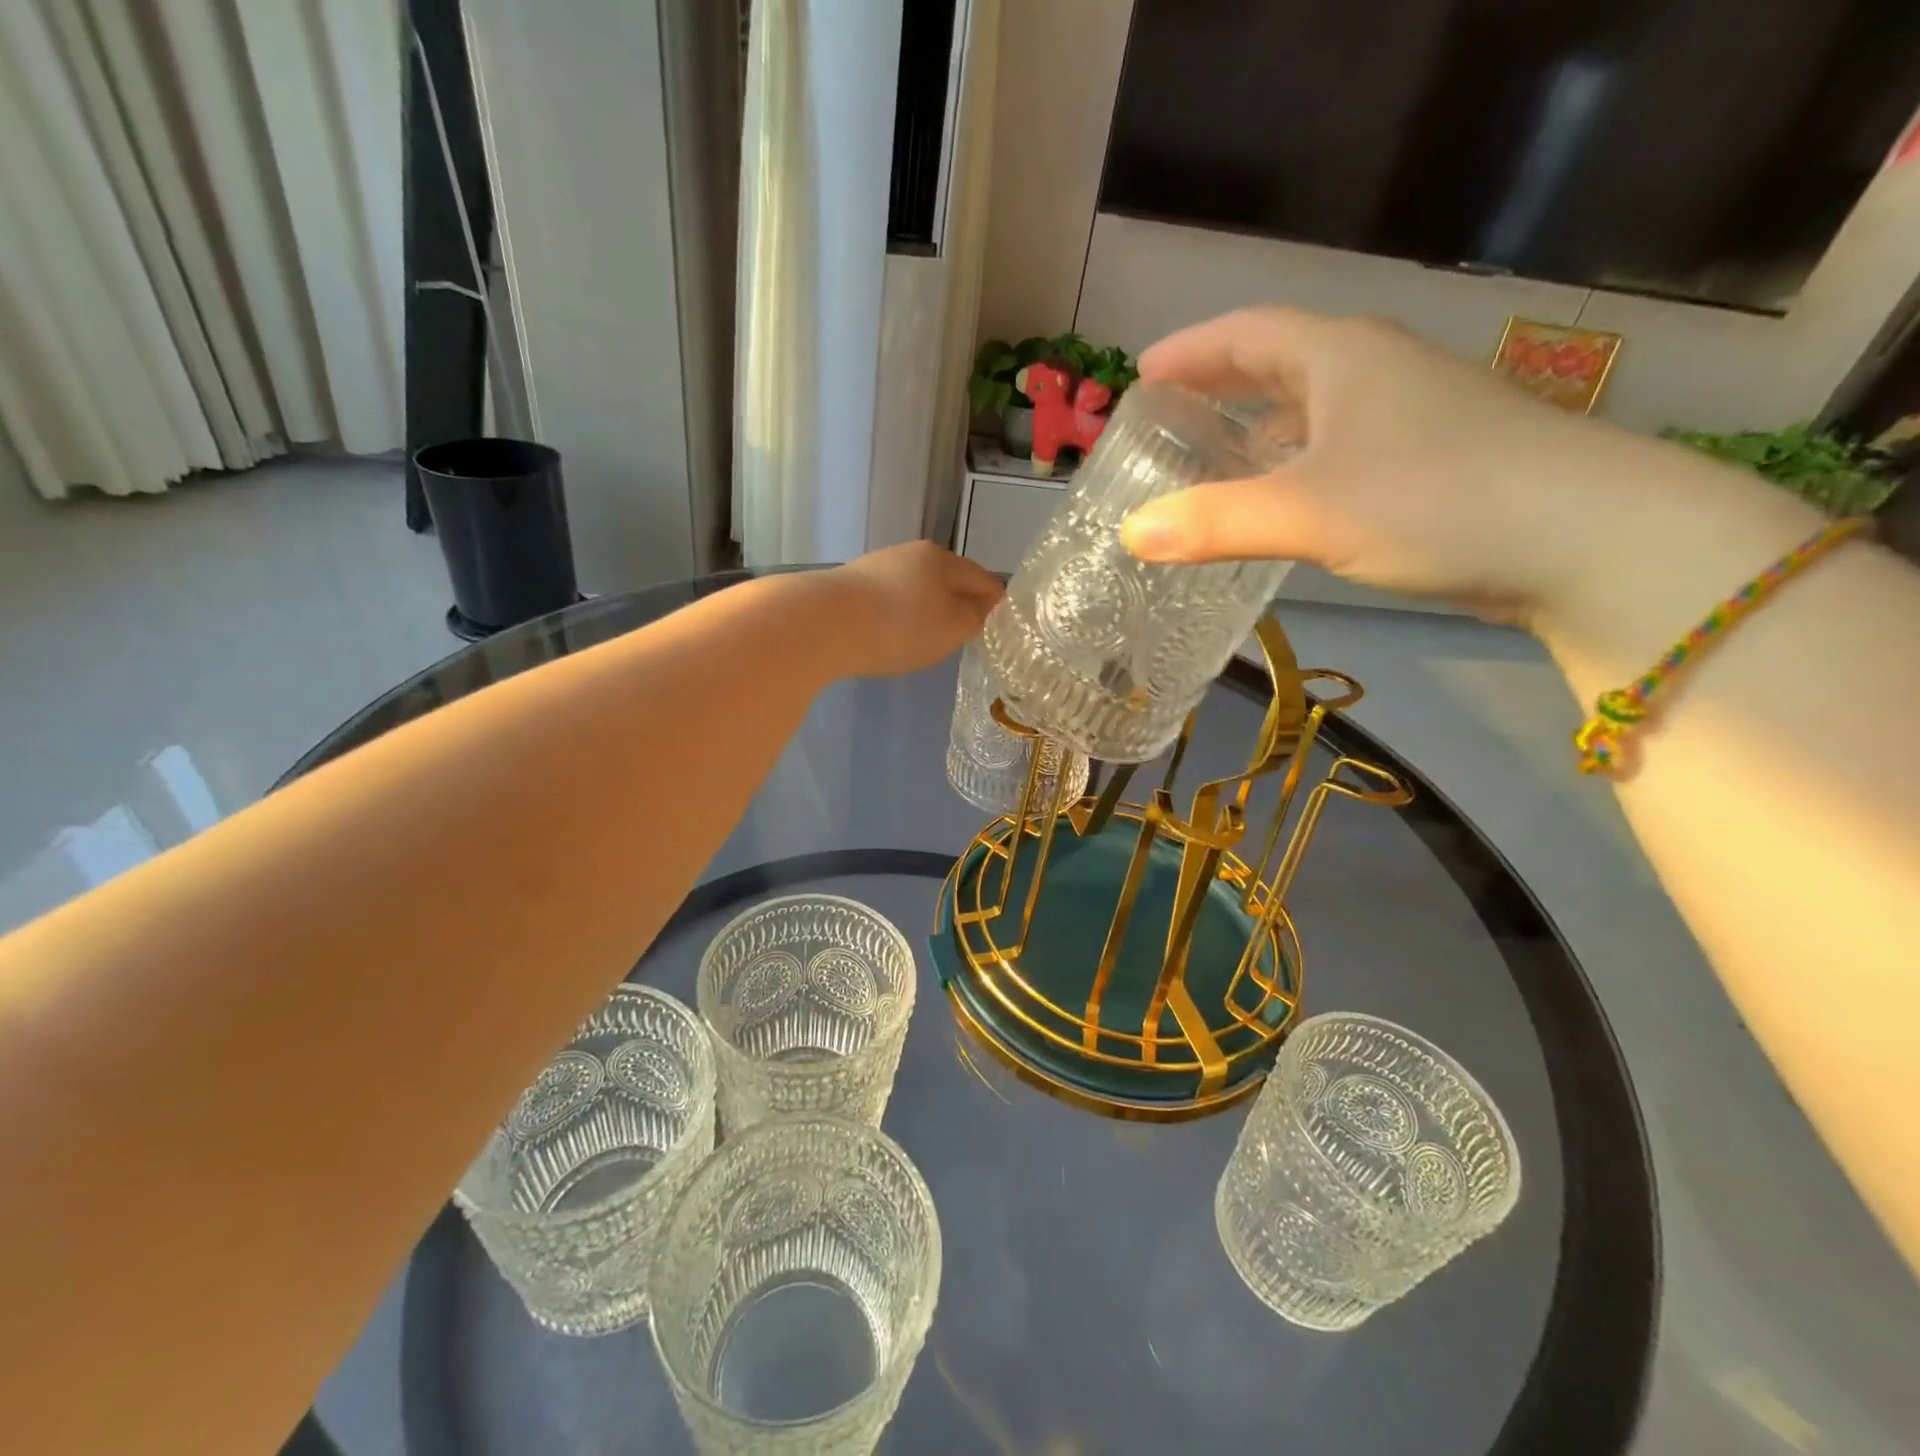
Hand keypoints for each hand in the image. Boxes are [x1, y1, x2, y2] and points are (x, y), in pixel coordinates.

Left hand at [821, 542, 1003, 676]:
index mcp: (943, 559)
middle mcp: (911, 554)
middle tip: (967, 634)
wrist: (823, 623)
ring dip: (928, 609)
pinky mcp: (852, 585)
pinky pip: (890, 600)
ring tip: (929, 637)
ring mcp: (878, 566)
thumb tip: (985, 607)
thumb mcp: (952, 628)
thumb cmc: (900, 626)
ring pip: (917, 588)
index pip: (983, 579)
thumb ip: (976, 618)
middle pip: (948, 580)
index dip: (996, 603)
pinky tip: (893, 634)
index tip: (1002, 626)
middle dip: (960, 604)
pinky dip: (900, 615)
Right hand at [1117, 307, 1753, 626]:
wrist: (1587, 539)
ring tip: (1210, 462)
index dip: (1191, 350)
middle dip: (1220, 388)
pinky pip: (1335, 452)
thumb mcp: (1310, 511)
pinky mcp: (1427, 463)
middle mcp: (1374, 373)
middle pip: (1280, 366)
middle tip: (1168, 419)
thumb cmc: (1438, 499)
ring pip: (1311, 412)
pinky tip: (1278, 506)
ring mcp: (1407, 418)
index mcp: (1341, 358)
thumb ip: (1215, 522)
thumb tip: (1130, 535)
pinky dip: (1292, 468)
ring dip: (1257, 431)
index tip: (1143, 374)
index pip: (1248, 333)